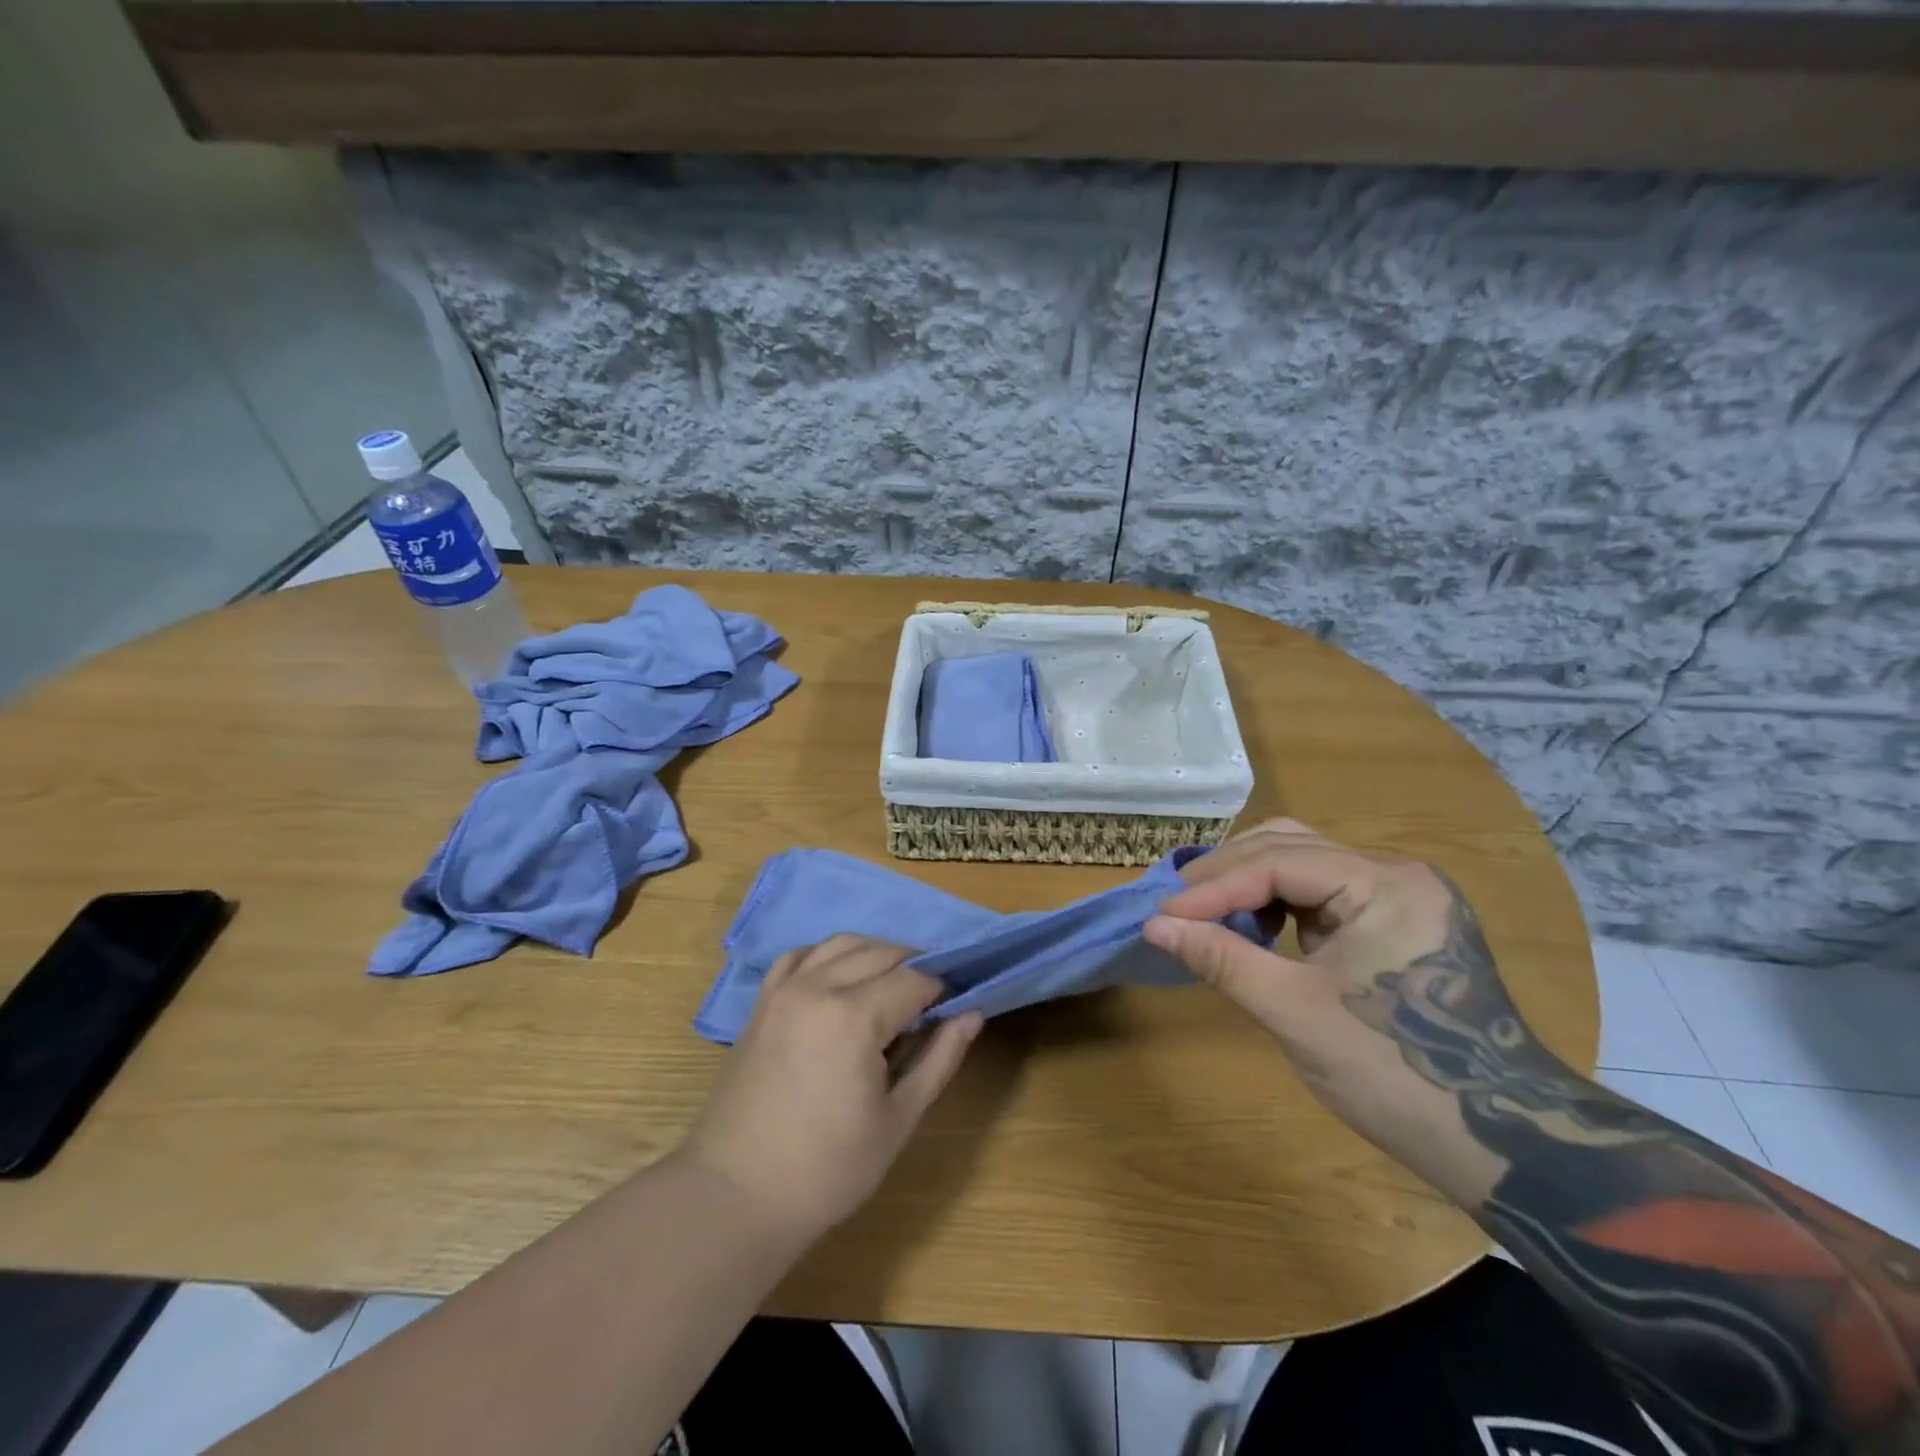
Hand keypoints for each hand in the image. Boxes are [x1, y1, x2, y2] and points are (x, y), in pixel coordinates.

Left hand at [679, 935, 982, 1239]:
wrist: (737, 1194)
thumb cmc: (828, 1169)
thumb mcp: (898, 1119)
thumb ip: (939, 1059)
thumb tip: (973, 1014)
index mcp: (854, 1017)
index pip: (914, 980)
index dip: (940, 991)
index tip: (952, 1011)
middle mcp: (818, 987)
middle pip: (881, 952)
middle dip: (912, 969)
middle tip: (926, 1005)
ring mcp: (784, 989)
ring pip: (842, 943)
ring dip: (874, 955)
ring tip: (888, 989)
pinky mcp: (762, 1001)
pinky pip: (800, 955)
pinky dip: (827, 956)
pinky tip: (839, 981)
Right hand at [1144, 819, 1515, 1138]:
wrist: (1500, 1144)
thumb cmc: (1395, 1074)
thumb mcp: (1295, 1013)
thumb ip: (1221, 959)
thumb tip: (1155, 927)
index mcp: (1384, 885)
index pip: (1278, 862)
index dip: (1214, 887)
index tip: (1163, 915)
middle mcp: (1394, 875)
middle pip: (1289, 846)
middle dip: (1227, 874)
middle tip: (1177, 907)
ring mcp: (1399, 897)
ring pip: (1304, 864)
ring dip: (1249, 883)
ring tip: (1205, 914)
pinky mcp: (1394, 923)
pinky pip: (1321, 893)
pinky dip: (1277, 903)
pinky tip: (1253, 929)